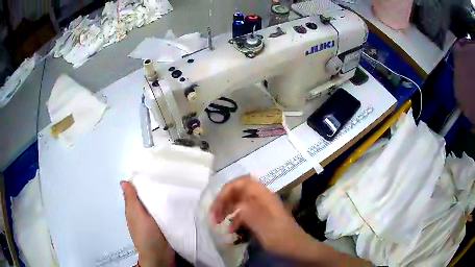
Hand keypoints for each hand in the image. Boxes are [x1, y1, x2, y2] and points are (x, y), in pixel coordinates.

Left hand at [121, 181, 174, 266]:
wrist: (160, 254)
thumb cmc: (147, 234)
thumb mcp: (137, 215)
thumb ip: (132, 199)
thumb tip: (123, 181)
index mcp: (132, 210)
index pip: (134, 191)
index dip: (140, 181)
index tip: (151, 169)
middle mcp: (141, 214)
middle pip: (145, 197)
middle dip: (152, 187)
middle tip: (164, 175)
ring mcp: (152, 220)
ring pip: (154, 204)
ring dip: (159, 196)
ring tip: (170, 184)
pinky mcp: (162, 225)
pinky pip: (163, 212)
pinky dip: (165, 205)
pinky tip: (173, 200)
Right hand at [210, 176, 310, 257]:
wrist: (297, 249)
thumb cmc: (281, 238)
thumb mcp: (264, 227)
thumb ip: (249, 212)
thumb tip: (235, 204)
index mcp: (264, 196)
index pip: (242, 182)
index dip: (227, 190)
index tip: (217, 205)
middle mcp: (262, 199)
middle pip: (238, 191)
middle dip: (224, 200)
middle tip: (214, 215)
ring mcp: (261, 208)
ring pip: (239, 202)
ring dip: (227, 210)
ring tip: (218, 222)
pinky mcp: (261, 218)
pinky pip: (243, 214)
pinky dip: (235, 220)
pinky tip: (231, 230)